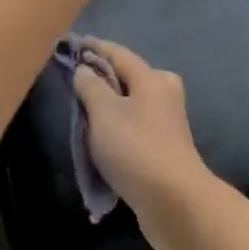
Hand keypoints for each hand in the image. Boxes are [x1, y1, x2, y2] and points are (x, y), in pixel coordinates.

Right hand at [72, 39, 213, 249]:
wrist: (176, 203)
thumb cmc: (136, 149)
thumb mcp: (104, 112)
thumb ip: (90, 86)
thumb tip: (85, 69)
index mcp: (151, 78)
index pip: (117, 53)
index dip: (93, 48)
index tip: (72, 45)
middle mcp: (164, 94)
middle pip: (129, 77)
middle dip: (104, 77)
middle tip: (78, 84)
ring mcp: (168, 123)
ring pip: (133, 104)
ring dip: (111, 107)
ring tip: (86, 115)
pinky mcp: (166, 149)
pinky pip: (136, 128)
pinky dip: (119, 129)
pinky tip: (104, 141)